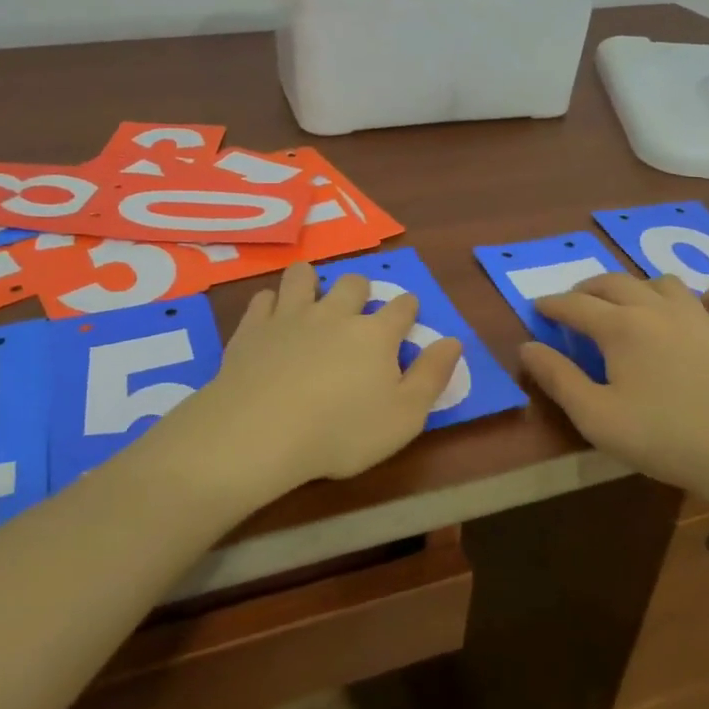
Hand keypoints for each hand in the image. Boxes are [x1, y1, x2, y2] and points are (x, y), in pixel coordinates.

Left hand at [162, 262, 462, 502]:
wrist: (262, 432)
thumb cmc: (341, 432)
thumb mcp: (404, 417)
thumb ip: (431, 376)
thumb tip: (453, 341)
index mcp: (375, 334)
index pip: (401, 307)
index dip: (408, 308)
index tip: (408, 314)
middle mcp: (335, 314)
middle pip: (353, 283)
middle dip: (360, 291)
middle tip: (357, 311)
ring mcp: (291, 315)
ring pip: (304, 276)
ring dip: (312, 282)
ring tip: (312, 299)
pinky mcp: (254, 326)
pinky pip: (264, 297)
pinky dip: (272, 303)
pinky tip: (272, 318)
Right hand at [520, 274, 708, 529]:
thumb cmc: (665, 439)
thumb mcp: (596, 417)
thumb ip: (557, 378)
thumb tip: (527, 348)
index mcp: (621, 327)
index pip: (575, 305)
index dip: (552, 304)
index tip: (538, 307)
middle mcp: (660, 309)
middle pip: (616, 283)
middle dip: (588, 288)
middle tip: (574, 301)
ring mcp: (706, 318)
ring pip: (666, 283)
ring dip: (640, 287)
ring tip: (630, 303)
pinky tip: (707, 306)